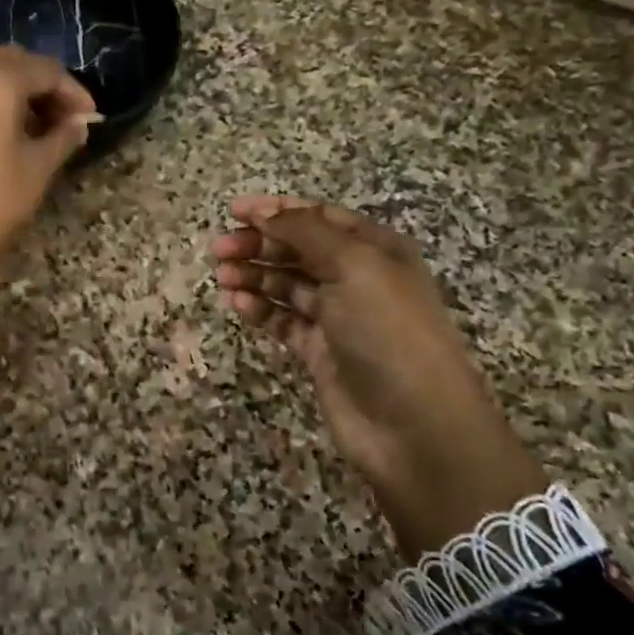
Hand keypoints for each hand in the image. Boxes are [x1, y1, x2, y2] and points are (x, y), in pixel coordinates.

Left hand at [0, 46, 96, 317]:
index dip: (73, 92)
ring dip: (6, 95)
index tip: (88, 118)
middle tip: (61, 120)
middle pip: (7, 64)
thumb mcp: (35, 173)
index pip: (44, 70)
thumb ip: (62, 138)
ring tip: (28, 130)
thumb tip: (78, 122)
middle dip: (39, 87)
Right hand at [210, 197, 547, 559]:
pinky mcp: (319, 352)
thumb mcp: (354, 266)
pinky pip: (283, 321)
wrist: (414, 424)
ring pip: (287, 285)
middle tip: (219, 250)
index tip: (233, 211)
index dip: (277, 210)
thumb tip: (266, 212)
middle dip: (259, 244)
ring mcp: (338, 317)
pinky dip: (260, 310)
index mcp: (376, 249)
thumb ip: (306, 232)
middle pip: (298, 249)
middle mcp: (357, 278)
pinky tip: (238, 306)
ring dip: (254, 276)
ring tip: (222, 278)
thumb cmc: (388, 330)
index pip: (320, 217)